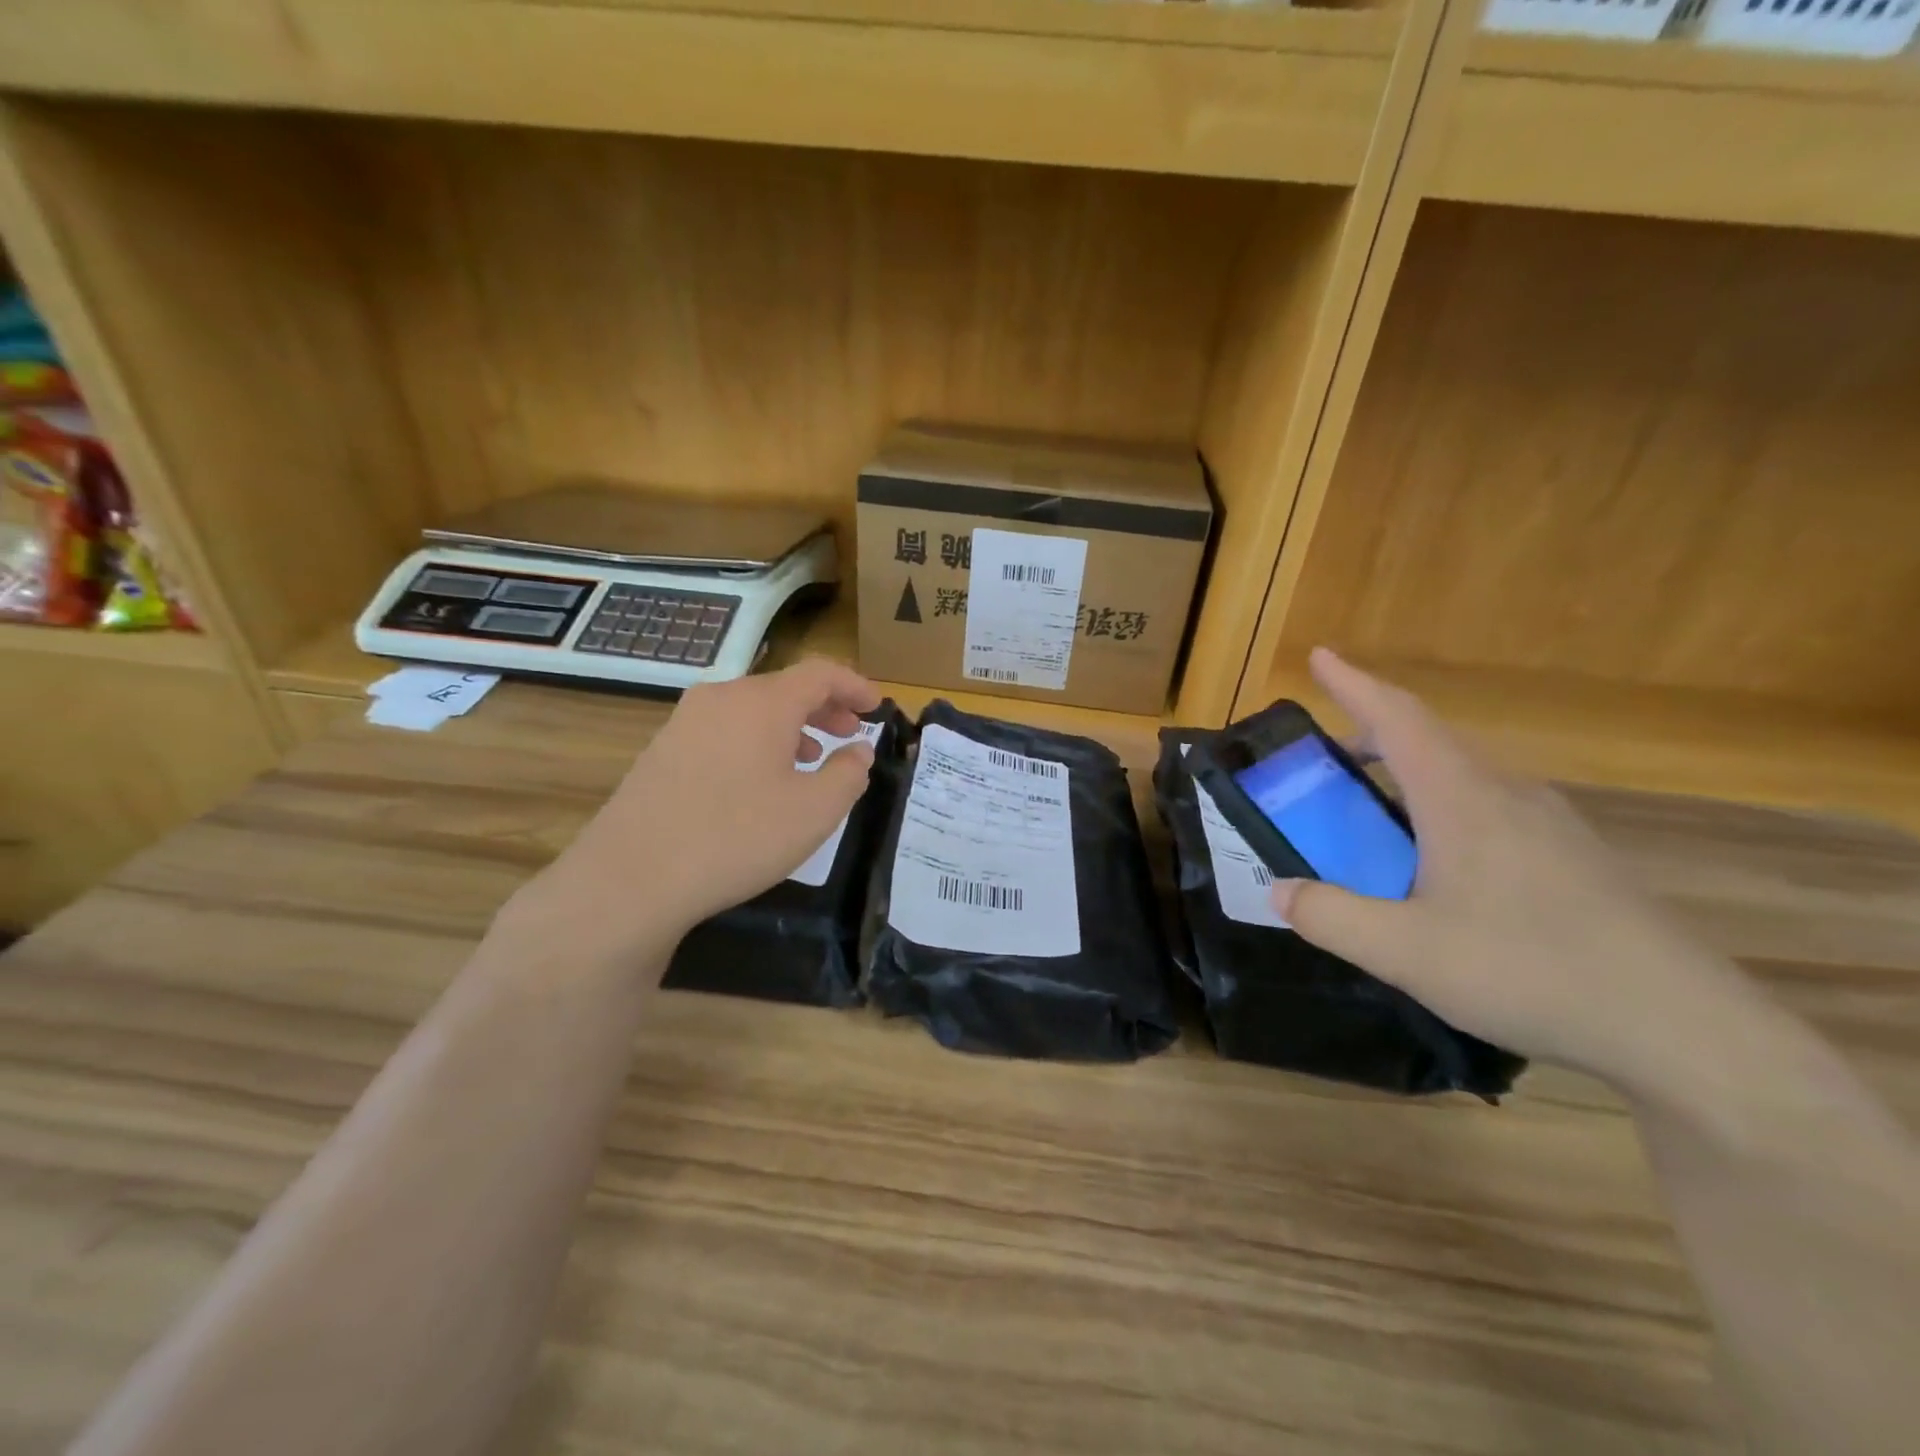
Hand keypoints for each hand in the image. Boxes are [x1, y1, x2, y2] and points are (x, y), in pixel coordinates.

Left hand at [513, 659, 882, 955]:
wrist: (632, 876)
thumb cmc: (737, 837)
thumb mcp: (814, 811)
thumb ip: (848, 774)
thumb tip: (858, 750)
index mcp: (763, 702)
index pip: (820, 673)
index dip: (854, 685)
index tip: (877, 706)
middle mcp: (722, 698)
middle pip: (784, 688)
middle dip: (824, 706)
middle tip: (851, 731)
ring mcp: (685, 722)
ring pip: (752, 710)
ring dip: (791, 726)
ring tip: (812, 757)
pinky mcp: (663, 750)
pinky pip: (725, 730)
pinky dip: (757, 742)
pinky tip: (761, 780)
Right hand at [1272, 649, 1764, 1091]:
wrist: (1682, 1028)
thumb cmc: (1530, 971)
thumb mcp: (1404, 953)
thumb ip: (1330, 917)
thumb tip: (1279, 891)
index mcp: (1462, 799)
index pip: (1398, 719)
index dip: (1353, 683)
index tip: (1319, 656)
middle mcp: (1507, 795)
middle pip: (1430, 740)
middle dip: (1372, 732)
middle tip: (1327, 756)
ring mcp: (1550, 825)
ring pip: (1463, 774)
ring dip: (1409, 773)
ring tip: (1374, 811)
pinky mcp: (1574, 858)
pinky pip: (1491, 807)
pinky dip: (1442, 808)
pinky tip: (1437, 864)